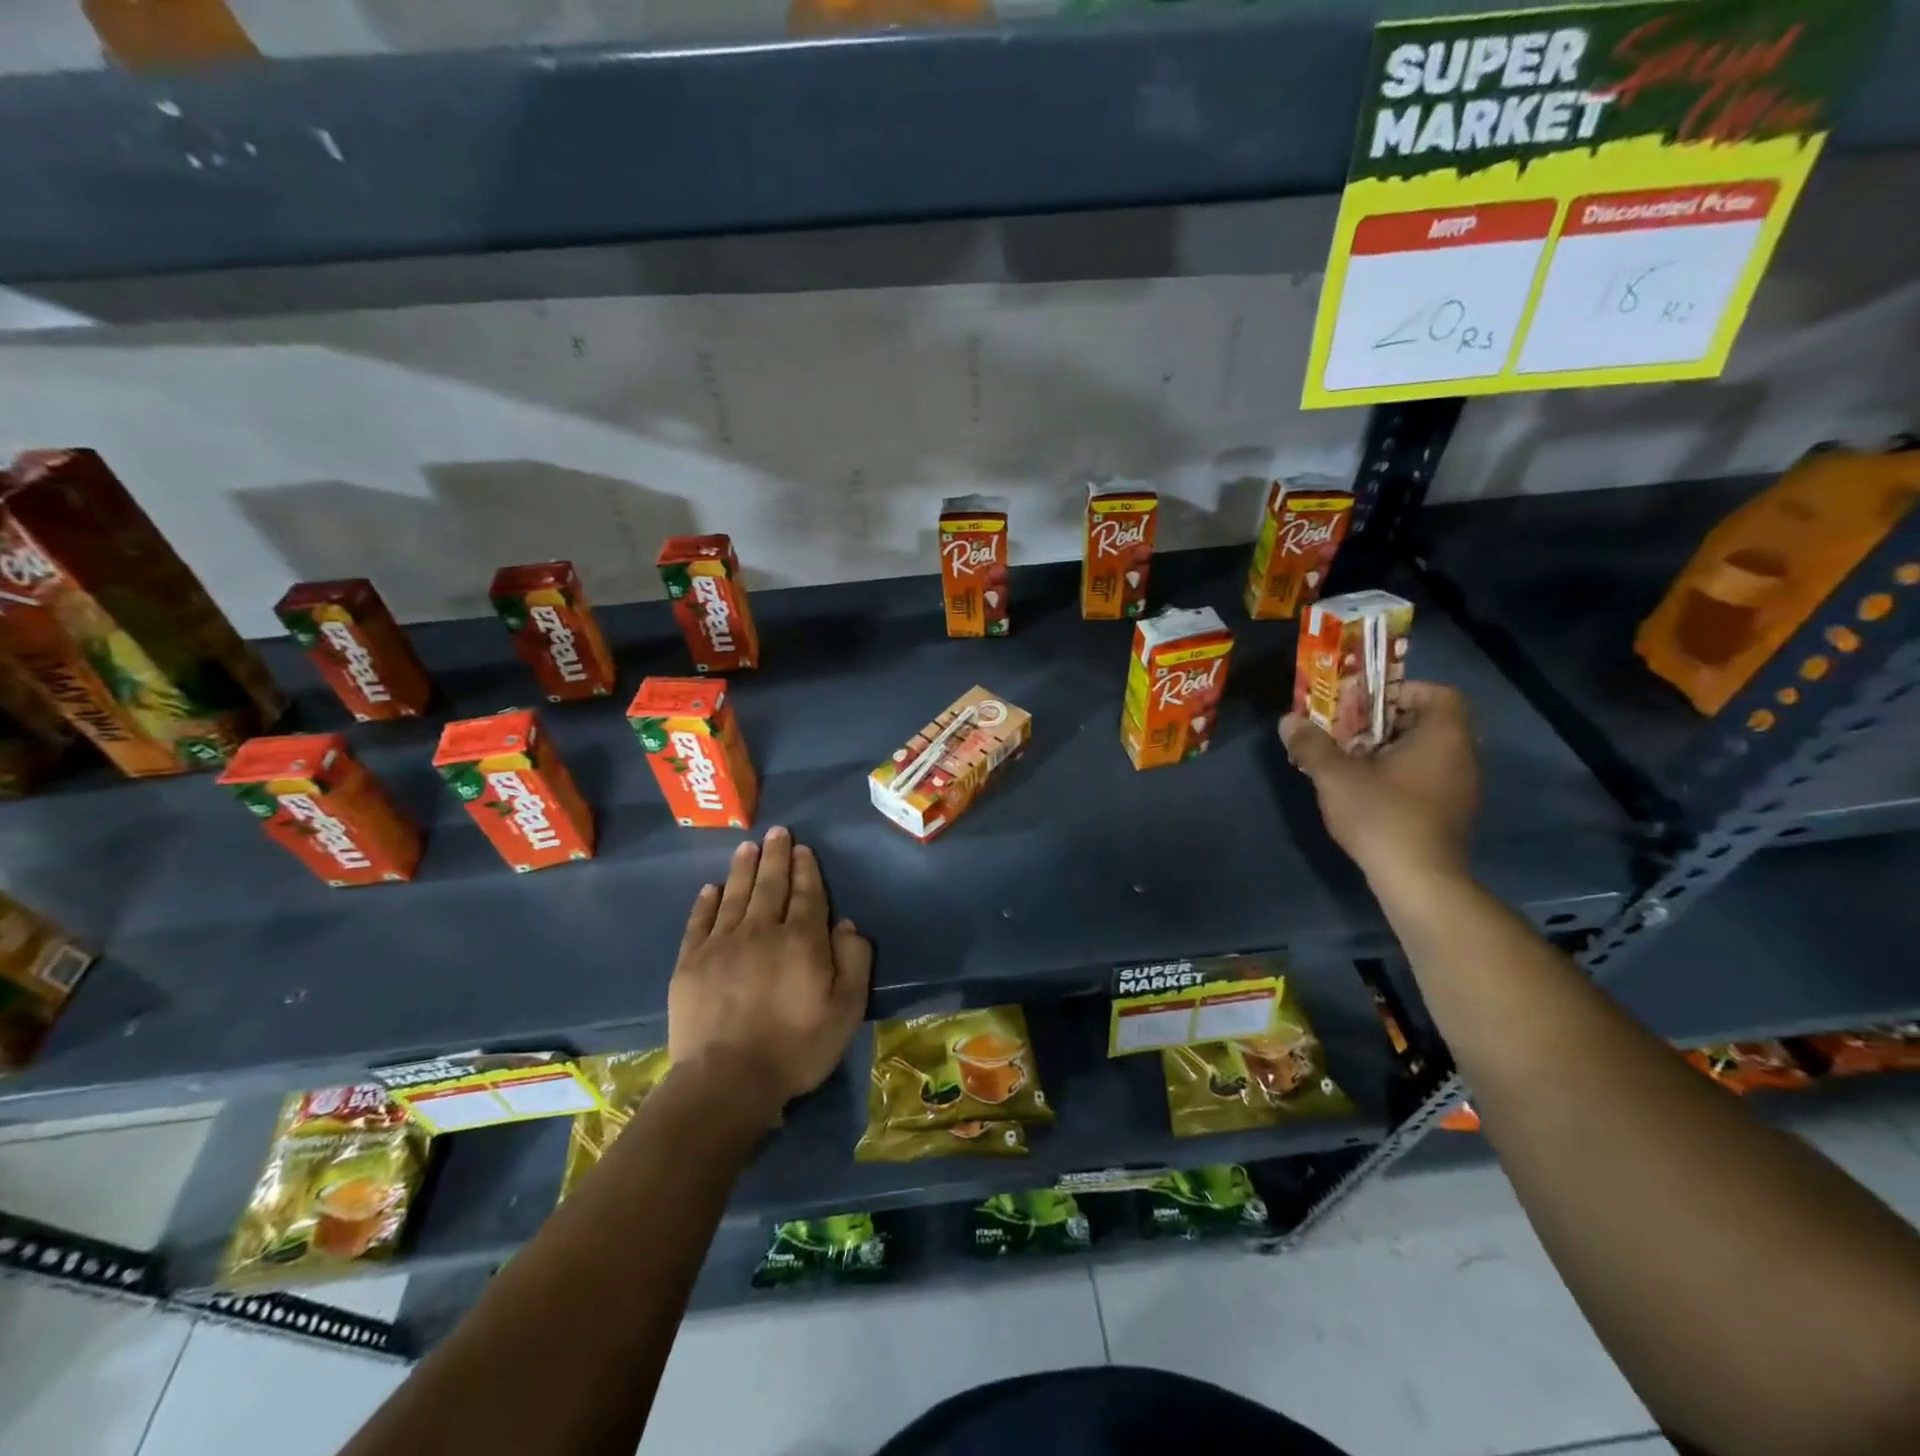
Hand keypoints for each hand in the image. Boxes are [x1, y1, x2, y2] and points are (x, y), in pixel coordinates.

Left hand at [668, 827, 871, 1114]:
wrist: (726, 1080)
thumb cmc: (796, 1047)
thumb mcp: (845, 1010)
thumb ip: (854, 962)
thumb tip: (847, 925)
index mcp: (801, 940)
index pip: (806, 894)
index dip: (805, 869)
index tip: (802, 848)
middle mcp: (761, 931)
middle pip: (770, 885)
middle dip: (775, 856)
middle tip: (777, 832)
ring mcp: (722, 944)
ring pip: (735, 895)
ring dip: (743, 868)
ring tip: (748, 846)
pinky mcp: (690, 963)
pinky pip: (699, 921)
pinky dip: (706, 902)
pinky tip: (711, 888)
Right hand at [1280, 681, 1479, 894]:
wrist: (1419, 880)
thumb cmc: (1382, 816)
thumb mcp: (1335, 776)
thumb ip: (1311, 744)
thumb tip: (1289, 720)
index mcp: (1443, 736)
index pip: (1439, 693)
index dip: (1402, 691)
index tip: (1365, 704)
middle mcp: (1462, 756)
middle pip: (1428, 722)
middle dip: (1385, 722)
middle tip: (1347, 731)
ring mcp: (1461, 788)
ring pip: (1426, 753)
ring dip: (1390, 751)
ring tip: (1351, 762)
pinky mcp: (1452, 814)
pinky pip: (1427, 778)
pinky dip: (1400, 776)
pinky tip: (1368, 793)